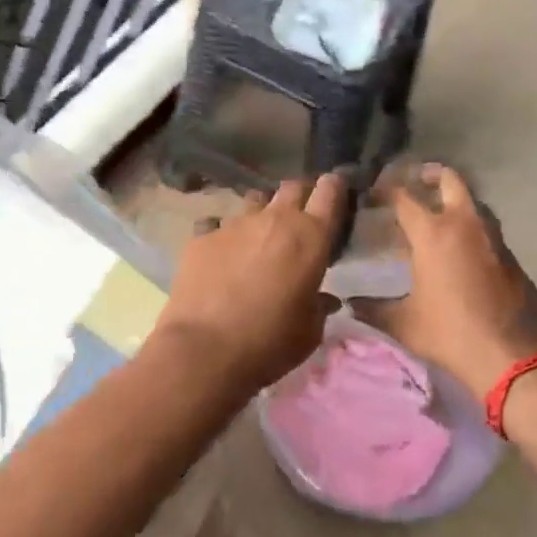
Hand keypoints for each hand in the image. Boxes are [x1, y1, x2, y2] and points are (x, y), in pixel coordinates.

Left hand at [151, 174, 347, 394]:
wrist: (204, 349)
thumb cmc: (269, 342)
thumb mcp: (308, 332)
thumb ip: (319, 307)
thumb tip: (324, 300)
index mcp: (310, 238)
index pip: (329, 192)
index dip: (333, 188)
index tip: (334, 192)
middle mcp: (274, 220)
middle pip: (292, 188)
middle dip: (299, 196)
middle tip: (299, 218)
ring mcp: (234, 224)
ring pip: (254, 201)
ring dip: (261, 213)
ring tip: (257, 236)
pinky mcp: (201, 236)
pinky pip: (217, 223)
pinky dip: (224, 234)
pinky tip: (220, 254)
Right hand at [353, 164, 536, 394]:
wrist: (513, 357)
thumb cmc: (451, 333)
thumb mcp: (403, 323)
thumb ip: (372, 308)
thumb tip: (349, 304)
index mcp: (433, 232)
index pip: (403, 197)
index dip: (384, 190)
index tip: (371, 194)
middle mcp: (465, 224)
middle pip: (450, 180)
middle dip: (429, 175)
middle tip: (413, 182)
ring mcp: (493, 237)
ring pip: (473, 202)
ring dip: (453, 200)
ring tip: (434, 216)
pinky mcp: (510, 256)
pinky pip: (486, 228)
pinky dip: (469, 226)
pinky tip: (456, 249)